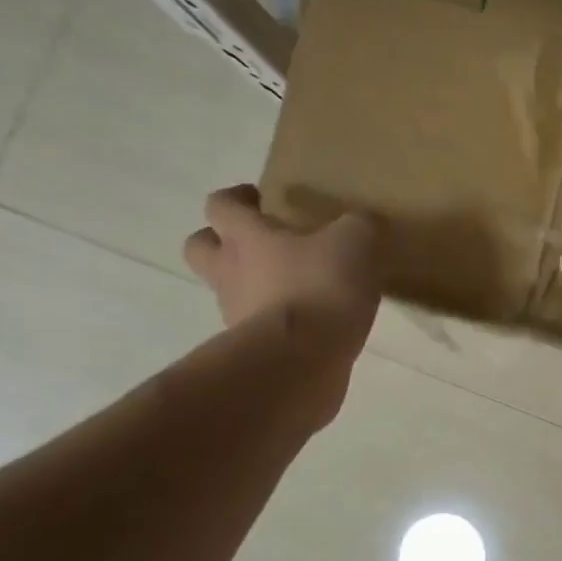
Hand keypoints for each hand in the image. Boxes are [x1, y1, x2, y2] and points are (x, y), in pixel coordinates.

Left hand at [183, 184, 382, 347]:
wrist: (301, 361)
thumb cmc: (319, 288)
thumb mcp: (355, 243)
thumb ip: (358, 226)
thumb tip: (361, 223)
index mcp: (247, 237)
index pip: (221, 205)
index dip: (236, 198)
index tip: (259, 198)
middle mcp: (230, 272)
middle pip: (200, 248)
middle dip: (220, 240)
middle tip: (258, 241)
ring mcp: (237, 315)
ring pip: (230, 291)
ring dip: (252, 286)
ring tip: (295, 288)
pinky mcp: (254, 351)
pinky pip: (258, 327)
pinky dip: (277, 322)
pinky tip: (310, 323)